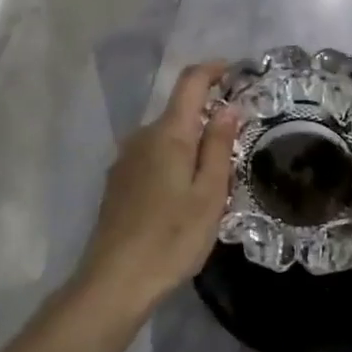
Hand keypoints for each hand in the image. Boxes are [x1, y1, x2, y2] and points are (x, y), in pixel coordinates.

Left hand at [73, 62, 238, 315]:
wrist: (115, 281)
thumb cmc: (172, 238)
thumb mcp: (210, 194)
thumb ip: (219, 146)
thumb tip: (228, 107)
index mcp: (167, 134)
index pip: (190, 82)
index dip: (213, 70)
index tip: (236, 72)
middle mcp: (141, 137)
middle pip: (178, 112)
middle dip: (208, 119)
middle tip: (237, 149)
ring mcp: (124, 160)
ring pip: (165, 138)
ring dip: (190, 145)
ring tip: (213, 182)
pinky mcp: (117, 183)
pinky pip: (151, 158)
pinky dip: (172, 163)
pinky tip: (182, 198)